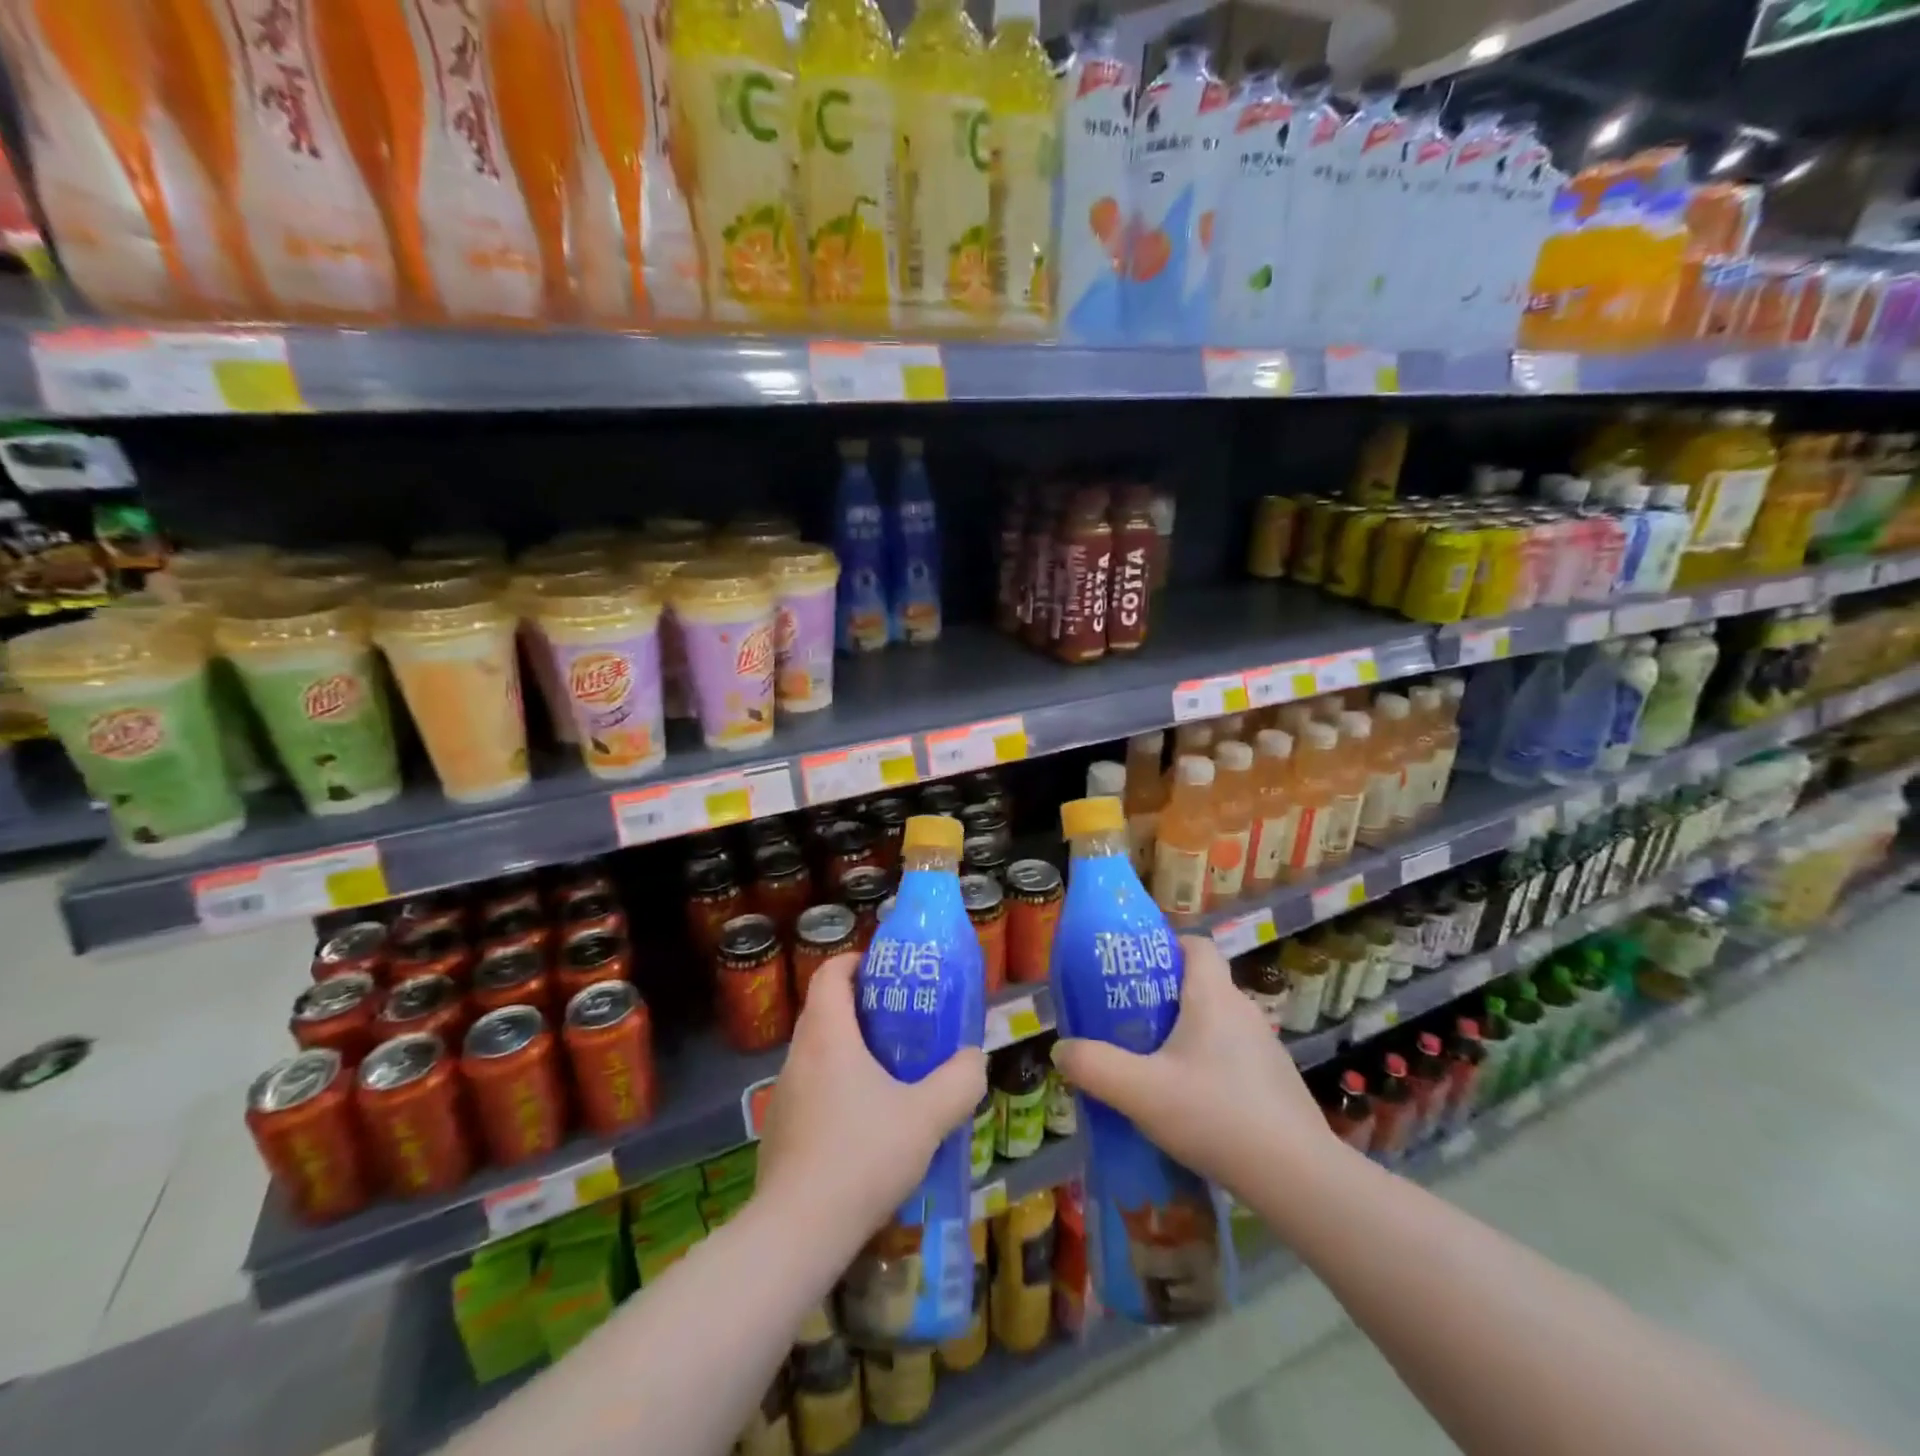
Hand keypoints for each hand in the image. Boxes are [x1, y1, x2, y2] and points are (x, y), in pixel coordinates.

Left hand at [757, 953, 985, 1246]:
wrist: (797, 1233)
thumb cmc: (862, 1156)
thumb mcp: (927, 1116)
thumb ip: (960, 1081)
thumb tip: (974, 1059)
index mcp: (827, 1035)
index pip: (831, 973)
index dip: (856, 961)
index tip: (886, 970)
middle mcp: (798, 1056)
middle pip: (824, 1010)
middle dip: (861, 1007)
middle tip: (902, 1022)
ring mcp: (783, 1096)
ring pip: (817, 1053)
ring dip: (849, 1051)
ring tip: (889, 1074)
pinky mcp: (779, 1132)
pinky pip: (810, 1091)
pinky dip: (835, 1089)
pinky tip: (864, 1127)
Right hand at [1050, 935, 1334, 1197]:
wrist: (1298, 1178)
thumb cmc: (1215, 1115)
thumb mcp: (1140, 1092)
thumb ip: (1094, 1067)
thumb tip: (1061, 1050)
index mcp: (1213, 997)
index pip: (1197, 945)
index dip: (1167, 946)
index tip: (1137, 968)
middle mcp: (1244, 1011)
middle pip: (1202, 985)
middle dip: (1165, 996)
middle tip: (1131, 1020)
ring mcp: (1266, 1048)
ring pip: (1218, 1024)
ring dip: (1188, 1034)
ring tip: (1156, 1065)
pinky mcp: (1276, 1082)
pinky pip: (1234, 1057)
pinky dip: (1211, 1066)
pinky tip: (1194, 1104)